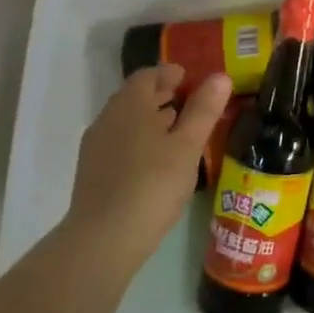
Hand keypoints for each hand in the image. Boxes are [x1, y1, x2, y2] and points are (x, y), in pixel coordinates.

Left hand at [60, 65, 232, 273]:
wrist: (103, 239)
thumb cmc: (152, 184)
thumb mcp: (187, 146)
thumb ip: (204, 110)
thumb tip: (220, 76)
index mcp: (130, 104)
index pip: (148, 74)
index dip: (171, 73)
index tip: (192, 79)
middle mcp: (108, 118)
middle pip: (136, 96)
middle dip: (163, 95)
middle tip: (191, 104)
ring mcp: (96, 146)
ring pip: (127, 121)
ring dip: (152, 119)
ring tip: (179, 132)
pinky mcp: (93, 171)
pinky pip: (120, 143)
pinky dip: (140, 140)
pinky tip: (157, 162)